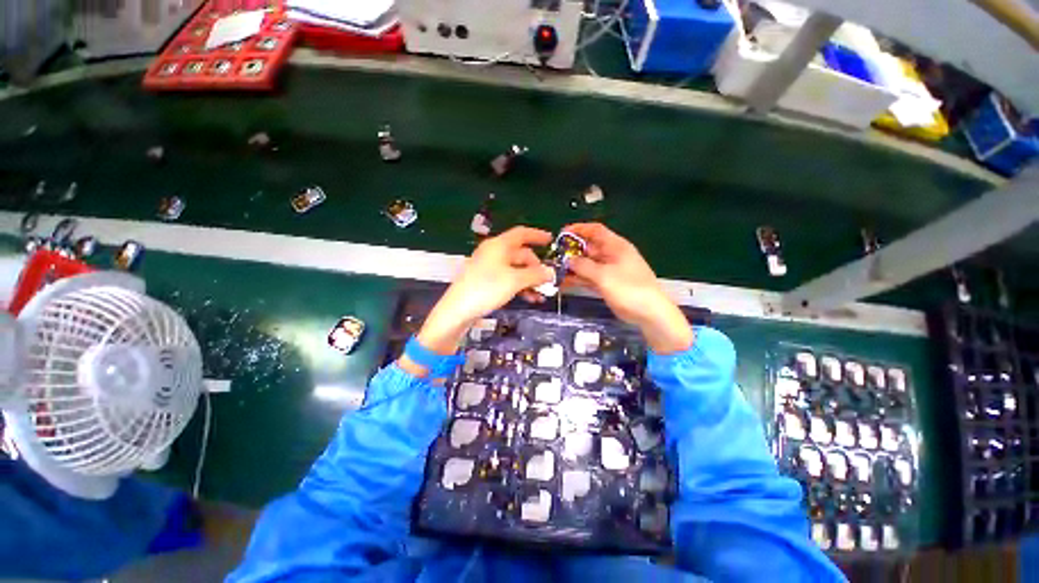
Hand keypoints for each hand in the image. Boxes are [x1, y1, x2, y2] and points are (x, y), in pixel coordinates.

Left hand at [414, 227, 554, 356]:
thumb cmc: (486, 289)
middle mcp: (493, 253)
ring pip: (515, 269)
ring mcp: (489, 267)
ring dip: (530, 280)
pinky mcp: (486, 281)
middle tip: (547, 280)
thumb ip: (535, 275)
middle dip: (536, 267)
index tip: (550, 240)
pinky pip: (508, 279)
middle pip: (520, 254)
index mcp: (499, 246)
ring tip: (540, 294)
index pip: (521, 234)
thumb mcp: (515, 281)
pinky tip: (529, 298)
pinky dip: (520, 286)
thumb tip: (550, 272)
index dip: (537, 235)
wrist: (458, 310)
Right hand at [562, 223, 693, 353]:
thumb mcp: (604, 275)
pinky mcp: (606, 284)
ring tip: (555, 270)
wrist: (649, 313)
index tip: (562, 233)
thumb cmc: (629, 288)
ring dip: (573, 267)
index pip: (595, 230)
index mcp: (615, 246)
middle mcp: (611, 256)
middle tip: (554, 256)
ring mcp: (609, 271)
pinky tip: (563, 282)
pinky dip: (578, 279)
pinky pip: (589, 278)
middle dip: (572, 251)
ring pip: (587, 264)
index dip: (579, 229)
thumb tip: (568, 260)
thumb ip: (584, 266)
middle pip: (589, 248)